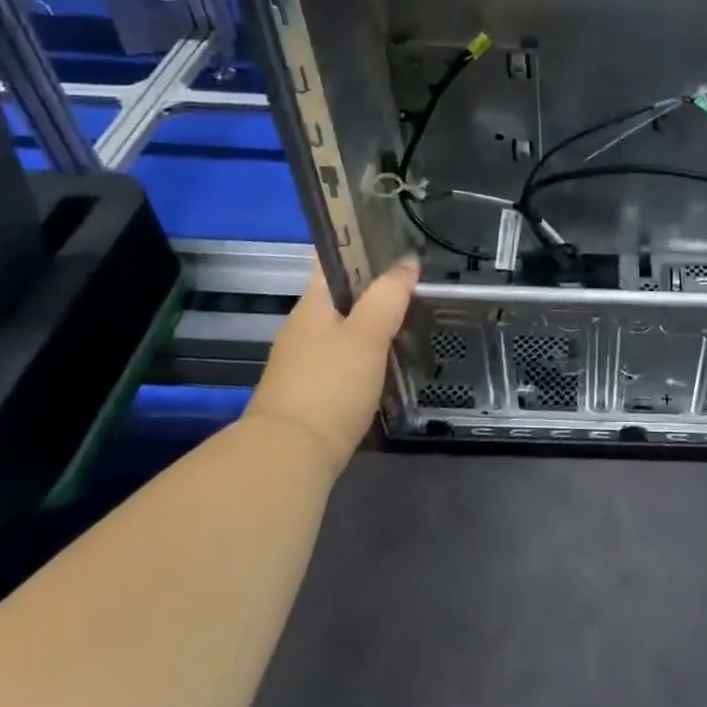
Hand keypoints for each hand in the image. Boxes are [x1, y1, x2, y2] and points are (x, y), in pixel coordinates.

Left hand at [247, 257, 418, 475]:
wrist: (289, 458)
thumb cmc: (330, 385)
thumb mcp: (368, 334)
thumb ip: (389, 295)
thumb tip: (408, 262)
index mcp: (311, 304)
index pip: (335, 261)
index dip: (364, 249)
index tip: (400, 248)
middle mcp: (303, 327)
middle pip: (341, 296)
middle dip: (375, 290)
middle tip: (417, 287)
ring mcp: (303, 362)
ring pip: (343, 329)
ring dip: (372, 324)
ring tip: (411, 322)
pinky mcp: (310, 392)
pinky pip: (342, 359)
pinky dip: (365, 354)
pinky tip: (388, 362)